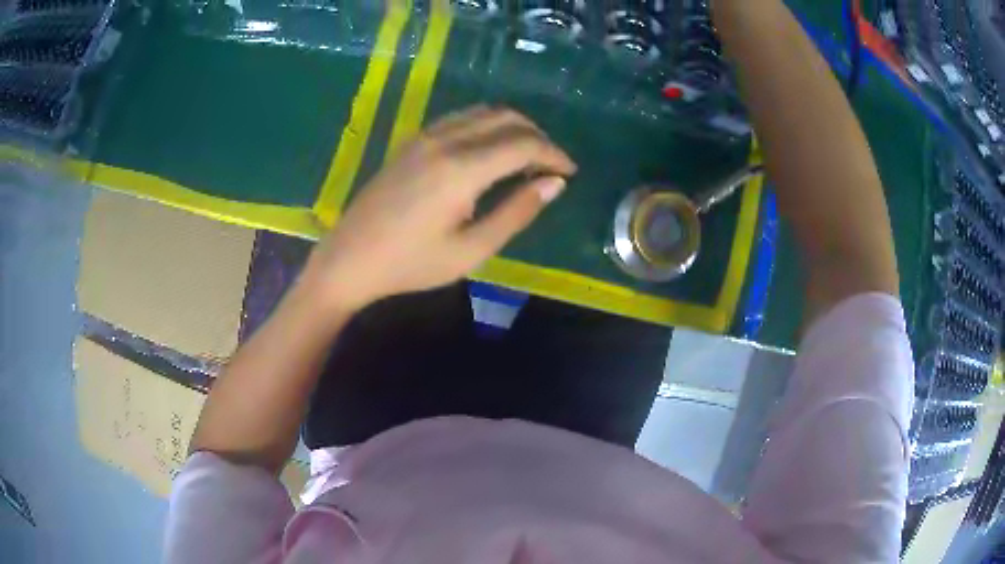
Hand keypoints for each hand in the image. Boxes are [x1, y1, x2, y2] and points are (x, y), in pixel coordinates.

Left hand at [303, 106, 576, 312]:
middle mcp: (446, 140)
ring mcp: (425, 136)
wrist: (351, 258)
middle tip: (552, 166)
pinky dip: (487, 126)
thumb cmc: (411, 264)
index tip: (569, 173)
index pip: (523, 144)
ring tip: (527, 157)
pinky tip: (490, 150)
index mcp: (462, 169)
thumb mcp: (471, 250)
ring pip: (484, 112)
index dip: (553, 154)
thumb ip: (517, 212)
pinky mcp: (413, 140)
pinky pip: (461, 118)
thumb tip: (554, 184)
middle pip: (507, 118)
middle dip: (538, 136)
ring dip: (513, 127)